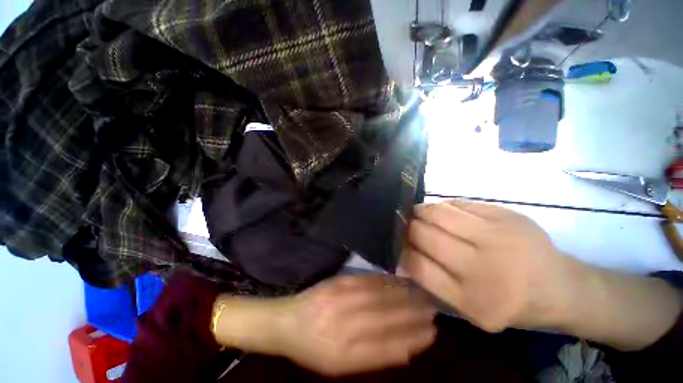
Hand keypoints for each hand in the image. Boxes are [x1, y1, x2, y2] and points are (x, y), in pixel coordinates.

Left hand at [271, 275, 436, 375]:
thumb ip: (372, 356)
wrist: (286, 322)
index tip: (433, 332)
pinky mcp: (337, 282)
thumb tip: (405, 347)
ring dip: (403, 295)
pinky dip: (385, 282)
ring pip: (379, 297)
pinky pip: (366, 281)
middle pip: (387, 319)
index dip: (414, 339)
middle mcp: (345, 326)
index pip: (389, 347)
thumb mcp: (339, 365)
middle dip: (413, 314)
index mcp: (345, 356)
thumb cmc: (313, 349)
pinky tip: (398, 281)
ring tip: (421, 294)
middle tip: (434, 309)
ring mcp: (340, 300)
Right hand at [400, 200, 572, 331]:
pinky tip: (445, 213)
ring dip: (421, 211)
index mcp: (473, 300)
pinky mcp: (507, 215)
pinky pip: (459, 203)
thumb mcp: (468, 308)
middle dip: (408, 227)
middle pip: (424, 234)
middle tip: (407, 226)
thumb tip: (399, 258)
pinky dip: (444, 207)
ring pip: (438, 212)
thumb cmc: (509, 302)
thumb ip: (432, 282)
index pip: (418, 266)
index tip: (397, 244)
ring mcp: (499, 237)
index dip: (401, 251)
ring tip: (420, 214)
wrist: (560, 287)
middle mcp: (486, 268)